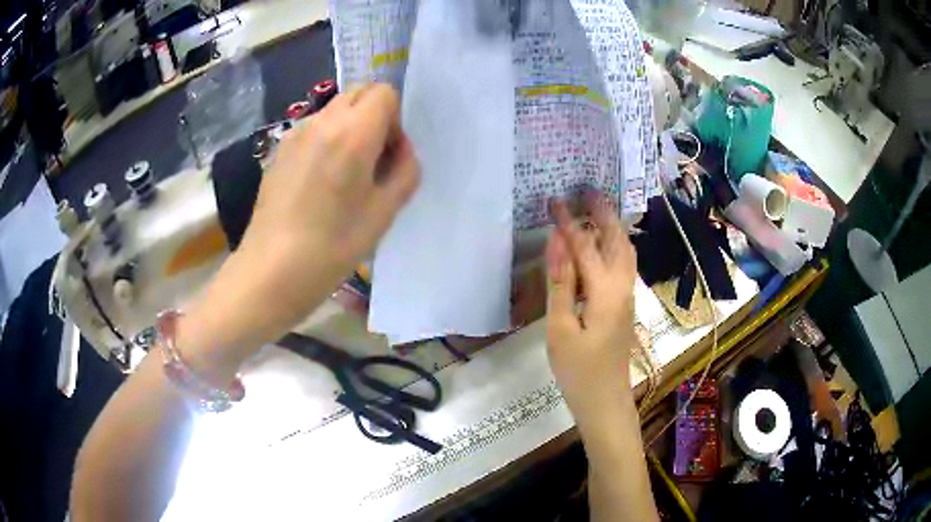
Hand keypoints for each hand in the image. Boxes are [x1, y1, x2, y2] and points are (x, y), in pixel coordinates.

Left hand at [180, 84, 418, 362]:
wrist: (271, 271)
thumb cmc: (332, 247)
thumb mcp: (384, 213)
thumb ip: (405, 171)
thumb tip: (399, 150)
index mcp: (353, 133)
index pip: (384, 92)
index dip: (394, 119)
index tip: (388, 155)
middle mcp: (322, 122)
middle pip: (358, 94)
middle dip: (373, 117)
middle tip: (371, 161)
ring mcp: (295, 134)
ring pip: (334, 110)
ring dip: (349, 128)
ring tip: (343, 175)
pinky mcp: (279, 151)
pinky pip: (313, 129)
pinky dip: (326, 140)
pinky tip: (318, 183)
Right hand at [546, 193, 637, 427]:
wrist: (606, 401)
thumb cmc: (578, 370)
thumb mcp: (560, 328)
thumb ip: (560, 283)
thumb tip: (558, 243)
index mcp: (606, 291)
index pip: (584, 246)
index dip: (568, 222)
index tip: (554, 199)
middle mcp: (623, 287)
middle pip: (617, 240)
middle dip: (603, 214)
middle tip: (588, 191)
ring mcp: (628, 297)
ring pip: (625, 252)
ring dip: (612, 228)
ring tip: (597, 210)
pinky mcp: (625, 306)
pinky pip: (623, 265)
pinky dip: (614, 245)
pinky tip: (603, 245)